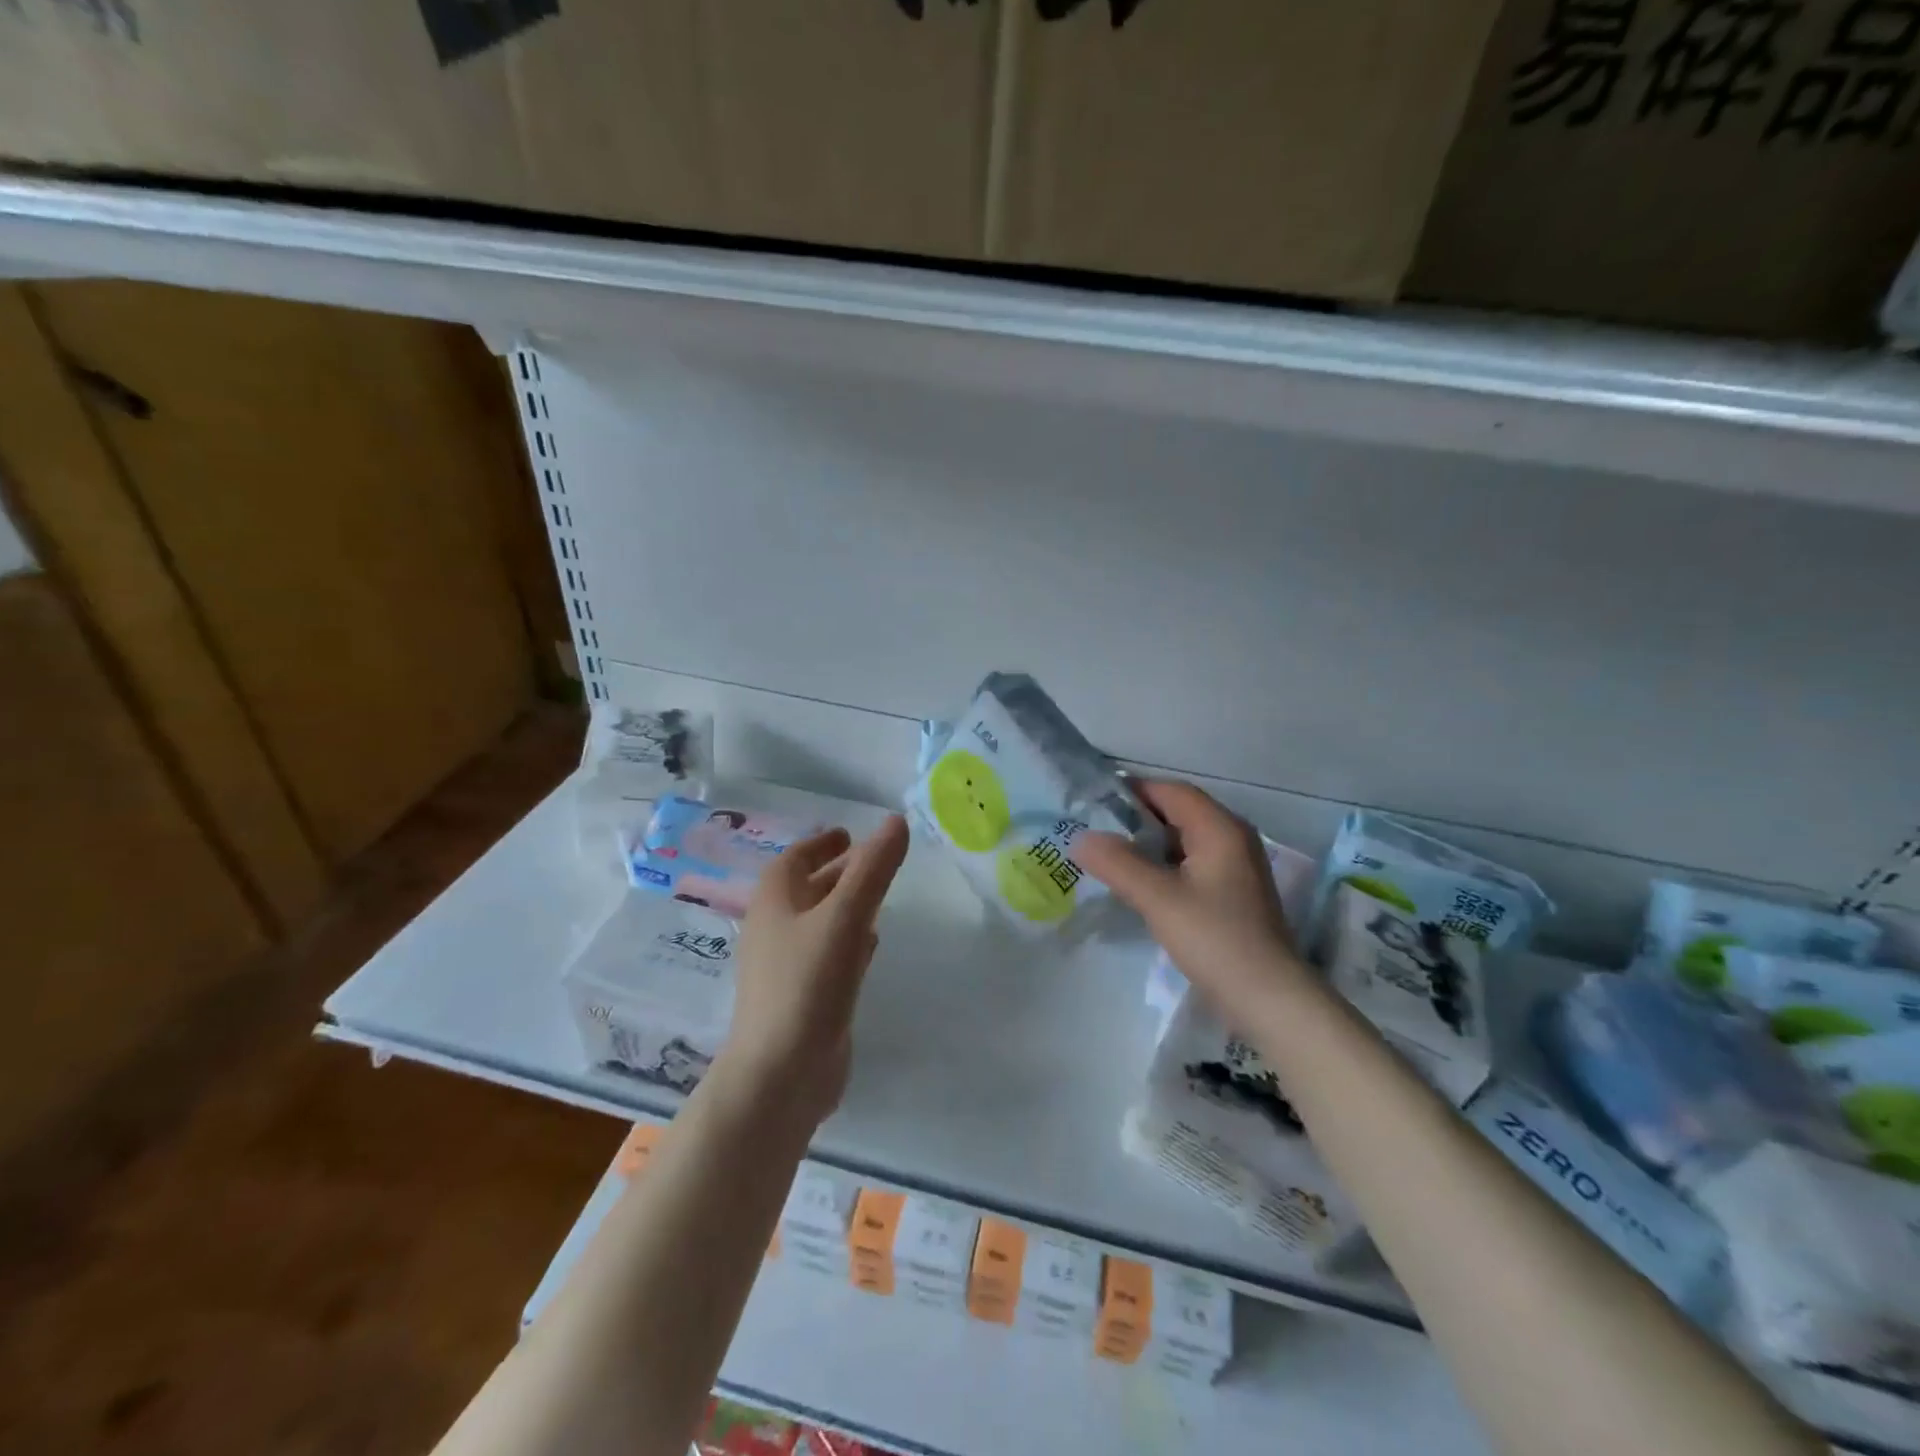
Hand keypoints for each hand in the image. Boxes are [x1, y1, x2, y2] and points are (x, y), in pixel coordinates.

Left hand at [721, 816, 910, 1125]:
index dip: (821, 843)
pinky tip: (870, 945)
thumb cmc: (808, 983)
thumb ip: (874, 869)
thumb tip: (896, 821)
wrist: (781, 1074)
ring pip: (820, 922)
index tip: (847, 834)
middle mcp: (776, 929)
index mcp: (775, 901)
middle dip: (839, 872)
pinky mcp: (804, 997)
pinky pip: (827, 955)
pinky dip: (848, 941)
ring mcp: (788, 966)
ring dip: (845, 905)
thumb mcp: (846, 917)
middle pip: (809, 888)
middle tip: (876, 860)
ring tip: (878, 896)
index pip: (796, 858)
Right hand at [1073, 780, 1309, 1022]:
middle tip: (1094, 830)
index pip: (1172, 791)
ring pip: (1184, 841)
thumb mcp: (1159, 899)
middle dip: (1136, 819)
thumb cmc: (1215, 939)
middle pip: (1179, 813)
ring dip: (1149, 845)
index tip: (1093, 802)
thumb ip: (1118, 864)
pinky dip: (1164, 867)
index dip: (1133, 791)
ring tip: (1108, 857)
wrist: (1270, 999)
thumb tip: (1082, 838)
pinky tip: (1139, 885)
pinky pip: (1192, 865)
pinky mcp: (1233, 895)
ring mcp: (1236, 868)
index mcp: (1220, 829)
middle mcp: (1233, 839)